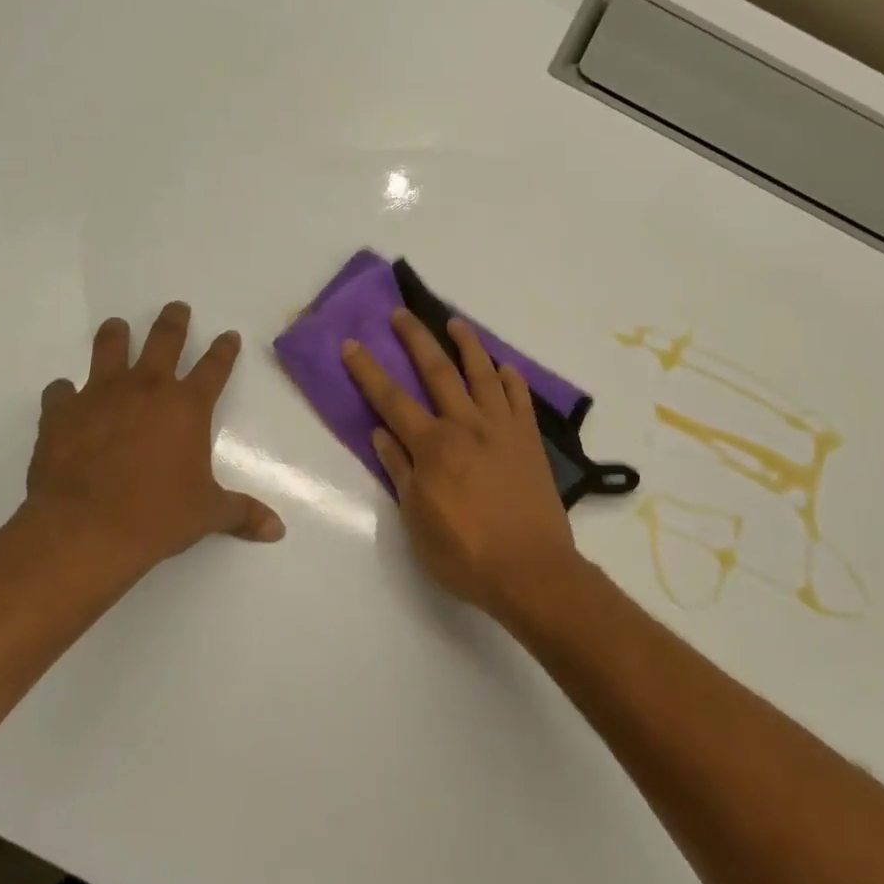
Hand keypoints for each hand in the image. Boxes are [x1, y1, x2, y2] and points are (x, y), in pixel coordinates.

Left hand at [23, 302, 283, 587]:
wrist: (86, 530)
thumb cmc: (158, 517)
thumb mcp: (207, 514)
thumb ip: (242, 513)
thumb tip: (277, 530)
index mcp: (187, 406)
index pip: (214, 367)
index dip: (224, 349)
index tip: (228, 335)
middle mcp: (146, 389)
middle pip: (163, 340)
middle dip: (173, 321)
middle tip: (176, 308)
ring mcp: (99, 396)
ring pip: (109, 348)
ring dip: (116, 335)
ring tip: (117, 327)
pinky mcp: (60, 413)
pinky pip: (61, 391)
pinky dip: (65, 392)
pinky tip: (65, 396)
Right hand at [341, 309, 578, 618]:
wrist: (531, 570)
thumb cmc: (465, 554)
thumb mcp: (417, 520)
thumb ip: (400, 471)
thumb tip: (381, 432)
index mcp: (433, 447)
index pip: (392, 400)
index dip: (369, 371)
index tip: (353, 345)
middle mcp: (466, 426)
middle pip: (437, 372)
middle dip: (415, 339)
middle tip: (401, 313)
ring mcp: (502, 429)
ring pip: (482, 374)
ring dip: (466, 344)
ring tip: (455, 322)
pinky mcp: (529, 440)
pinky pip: (520, 398)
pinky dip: (510, 378)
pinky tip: (503, 367)